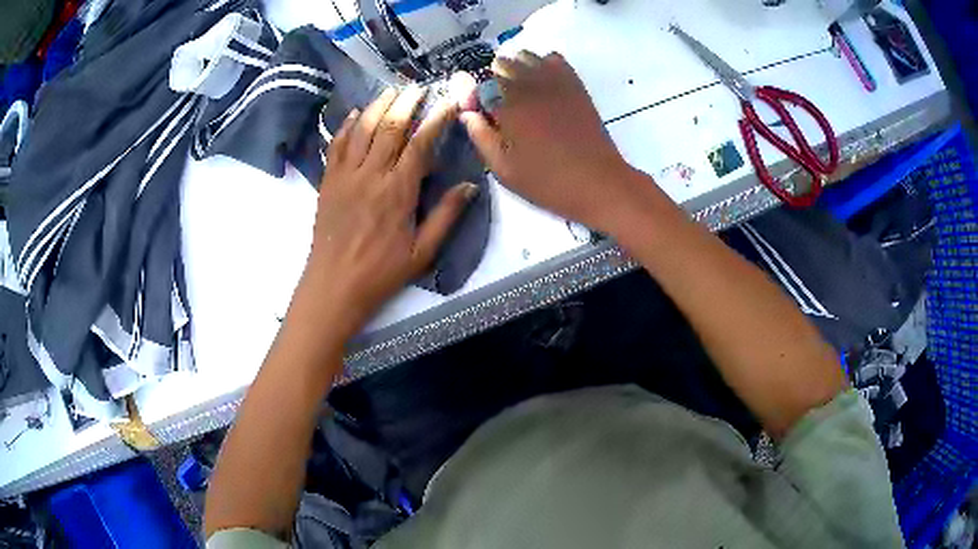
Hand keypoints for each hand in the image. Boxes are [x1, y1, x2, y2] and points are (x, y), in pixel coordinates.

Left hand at [298, 86, 477, 336]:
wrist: (334, 286)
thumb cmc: (381, 273)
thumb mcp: (422, 252)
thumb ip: (446, 216)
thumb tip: (470, 185)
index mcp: (398, 191)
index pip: (421, 143)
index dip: (437, 118)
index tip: (449, 100)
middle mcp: (371, 174)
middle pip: (390, 126)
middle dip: (407, 102)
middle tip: (419, 85)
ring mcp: (345, 175)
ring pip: (362, 129)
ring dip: (378, 105)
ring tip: (392, 90)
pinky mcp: (328, 181)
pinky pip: (336, 145)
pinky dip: (347, 126)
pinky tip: (356, 113)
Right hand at [454, 52, 661, 232]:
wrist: (598, 182)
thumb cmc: (547, 181)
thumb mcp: (504, 169)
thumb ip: (481, 137)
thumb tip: (467, 113)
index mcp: (507, 106)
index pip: (480, 85)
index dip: (476, 98)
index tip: (482, 114)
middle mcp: (528, 85)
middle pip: (501, 64)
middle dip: (495, 80)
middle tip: (502, 106)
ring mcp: (554, 81)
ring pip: (526, 56)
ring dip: (517, 68)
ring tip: (520, 91)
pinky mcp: (575, 84)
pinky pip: (554, 59)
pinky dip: (543, 64)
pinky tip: (542, 82)